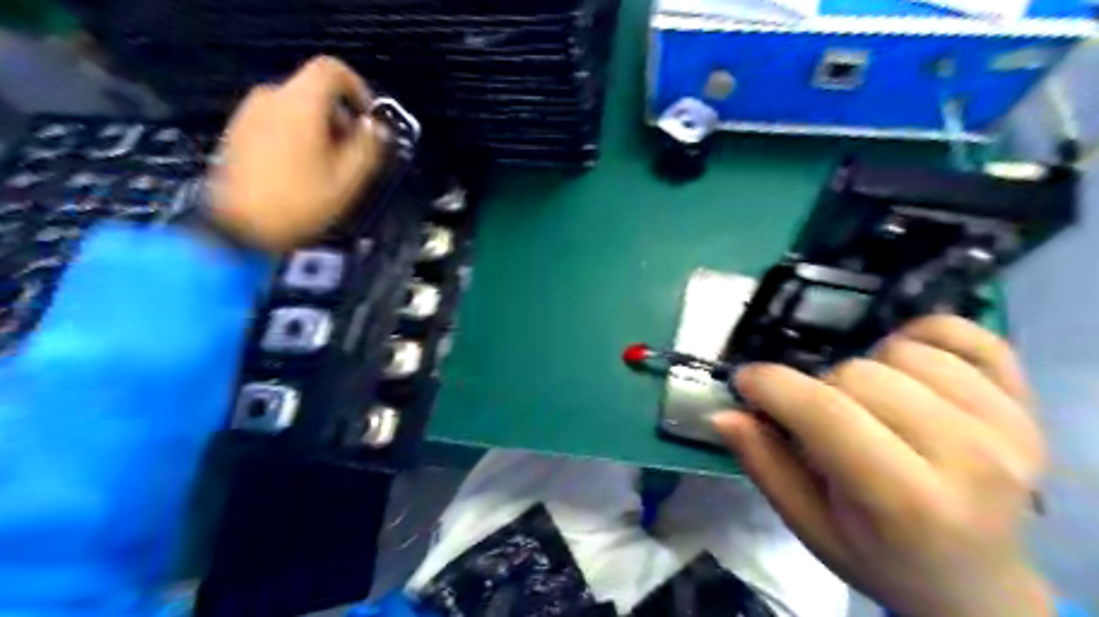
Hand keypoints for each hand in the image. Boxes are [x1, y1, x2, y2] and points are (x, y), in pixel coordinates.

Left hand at [209, 56, 385, 250]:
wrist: (239, 229)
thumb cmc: (298, 204)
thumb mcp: (347, 180)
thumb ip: (369, 148)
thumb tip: (377, 129)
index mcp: (300, 104)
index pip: (333, 70)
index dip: (359, 89)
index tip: (369, 119)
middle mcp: (270, 99)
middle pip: (315, 91)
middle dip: (341, 118)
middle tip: (353, 152)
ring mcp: (249, 114)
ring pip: (296, 107)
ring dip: (320, 129)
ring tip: (329, 166)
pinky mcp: (238, 132)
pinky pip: (277, 121)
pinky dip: (297, 136)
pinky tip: (302, 170)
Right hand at [708, 318, 1050, 616]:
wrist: (975, 584)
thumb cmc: (881, 557)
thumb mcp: (809, 526)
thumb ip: (764, 465)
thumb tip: (722, 412)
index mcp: (907, 501)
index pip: (826, 413)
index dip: (773, 385)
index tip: (746, 382)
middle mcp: (970, 457)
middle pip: (861, 374)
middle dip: (821, 389)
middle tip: (820, 418)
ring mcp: (1008, 425)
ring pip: (903, 350)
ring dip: (868, 368)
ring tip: (867, 403)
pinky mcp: (1028, 403)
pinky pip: (966, 333)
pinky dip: (924, 335)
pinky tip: (906, 364)